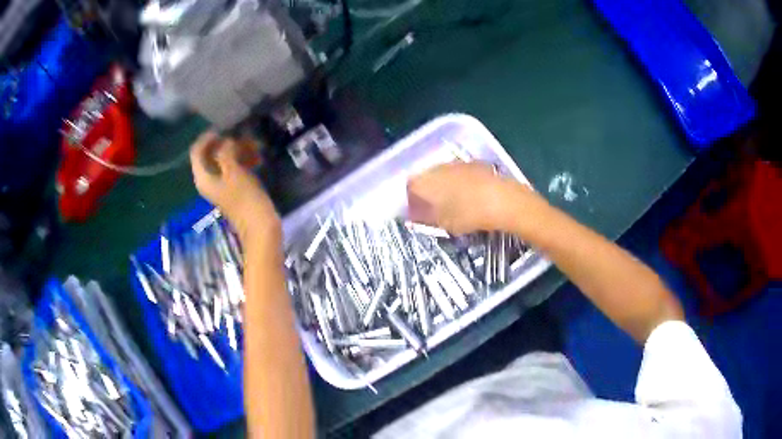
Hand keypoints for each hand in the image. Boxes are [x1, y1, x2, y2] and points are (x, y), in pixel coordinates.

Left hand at [190, 131, 279, 241]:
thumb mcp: (234, 171)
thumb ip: (226, 152)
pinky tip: (257, 158)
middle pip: (211, 155)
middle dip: (226, 143)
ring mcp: (221, 185)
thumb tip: (226, 140)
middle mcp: (208, 180)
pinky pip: (234, 168)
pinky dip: (243, 161)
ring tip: (254, 147)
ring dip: (238, 151)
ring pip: (224, 161)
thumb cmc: (245, 199)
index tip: (223, 129)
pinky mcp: (234, 188)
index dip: (207, 138)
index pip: (196, 151)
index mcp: (203, 178)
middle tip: (243, 137)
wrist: (260, 227)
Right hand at [407, 162, 543, 234]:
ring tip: (453, 204)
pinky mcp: (475, 164)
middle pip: (426, 177)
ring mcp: (458, 163)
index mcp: (426, 180)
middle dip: (427, 191)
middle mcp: (439, 167)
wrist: (502, 200)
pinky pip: (461, 173)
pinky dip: (461, 183)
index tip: (416, 212)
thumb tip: (414, 215)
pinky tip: (470, 196)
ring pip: (444, 174)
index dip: (411, 199)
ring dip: (444, 186)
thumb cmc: (468, 214)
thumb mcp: (443, 223)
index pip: (410, 185)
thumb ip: (424, 218)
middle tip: (433, 208)